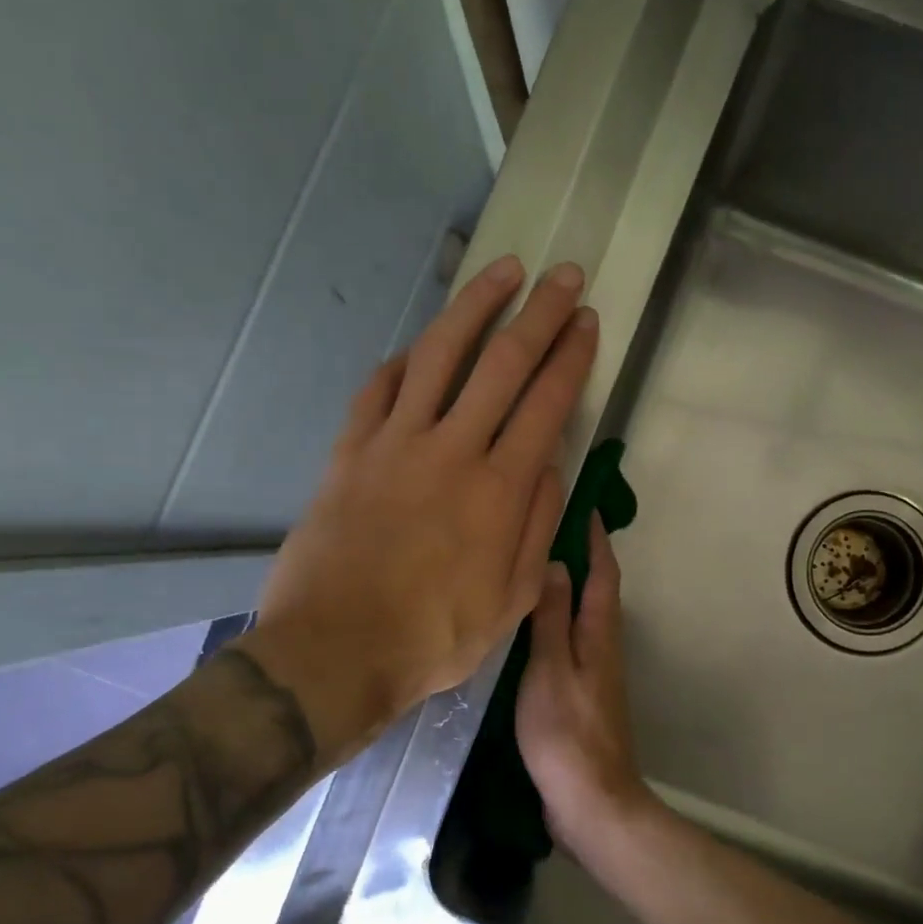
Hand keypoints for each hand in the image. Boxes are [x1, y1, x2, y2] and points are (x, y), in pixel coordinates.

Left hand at [240, 255, 597, 764]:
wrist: (335, 652)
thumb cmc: (434, 637)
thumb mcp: (512, 600)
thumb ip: (537, 526)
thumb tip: (550, 465)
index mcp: (500, 490)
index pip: (547, 403)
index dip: (571, 356)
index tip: (586, 320)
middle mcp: (452, 450)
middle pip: (503, 363)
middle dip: (539, 313)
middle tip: (562, 275)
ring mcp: (395, 444)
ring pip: (440, 354)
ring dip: (475, 306)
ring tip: (501, 271)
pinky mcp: (350, 451)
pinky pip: (379, 388)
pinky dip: (404, 359)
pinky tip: (421, 345)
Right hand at [515, 514, 652, 855]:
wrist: (590, 800)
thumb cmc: (566, 731)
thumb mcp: (550, 668)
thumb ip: (552, 617)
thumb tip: (559, 564)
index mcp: (599, 633)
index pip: (603, 573)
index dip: (597, 538)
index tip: (584, 505)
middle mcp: (602, 645)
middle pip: (596, 590)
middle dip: (581, 555)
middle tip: (548, 528)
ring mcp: (593, 671)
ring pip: (582, 614)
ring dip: (568, 585)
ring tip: (533, 565)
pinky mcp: (581, 693)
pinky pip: (570, 640)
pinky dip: (556, 618)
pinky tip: (529, 623)